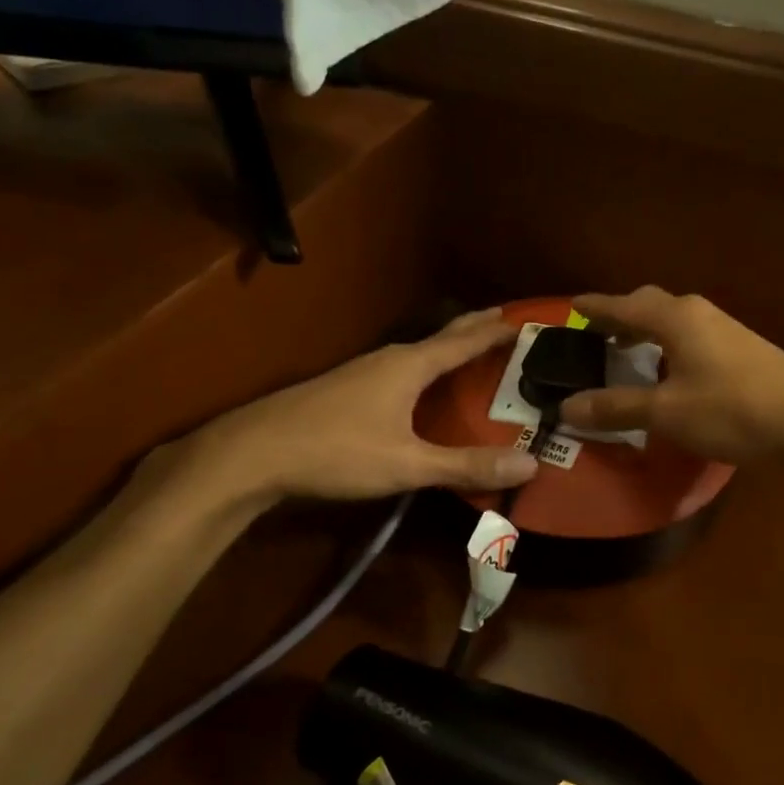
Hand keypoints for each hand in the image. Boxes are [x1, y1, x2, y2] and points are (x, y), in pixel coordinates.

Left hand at [143, 309, 537, 518]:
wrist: (253, 453)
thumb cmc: (337, 451)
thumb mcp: (407, 464)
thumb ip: (466, 465)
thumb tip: (530, 465)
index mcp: (410, 365)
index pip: (464, 340)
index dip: (496, 330)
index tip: (526, 319)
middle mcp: (389, 359)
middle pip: (441, 337)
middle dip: (474, 327)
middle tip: (505, 320)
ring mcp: (363, 371)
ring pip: (418, 352)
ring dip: (447, 348)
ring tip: (470, 352)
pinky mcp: (346, 389)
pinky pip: (400, 369)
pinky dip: (425, 369)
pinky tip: (420, 388)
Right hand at [559, 287, 783, 465]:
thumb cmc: (733, 411)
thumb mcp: (667, 413)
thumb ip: (616, 408)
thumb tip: (566, 408)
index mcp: (676, 318)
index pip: (624, 305)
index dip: (596, 308)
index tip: (572, 305)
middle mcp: (700, 314)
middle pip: (651, 306)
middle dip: (622, 316)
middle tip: (597, 334)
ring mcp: (727, 331)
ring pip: (675, 323)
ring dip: (647, 333)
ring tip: (627, 354)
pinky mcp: (745, 353)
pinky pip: (693, 339)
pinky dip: (669, 349)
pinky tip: (671, 374)